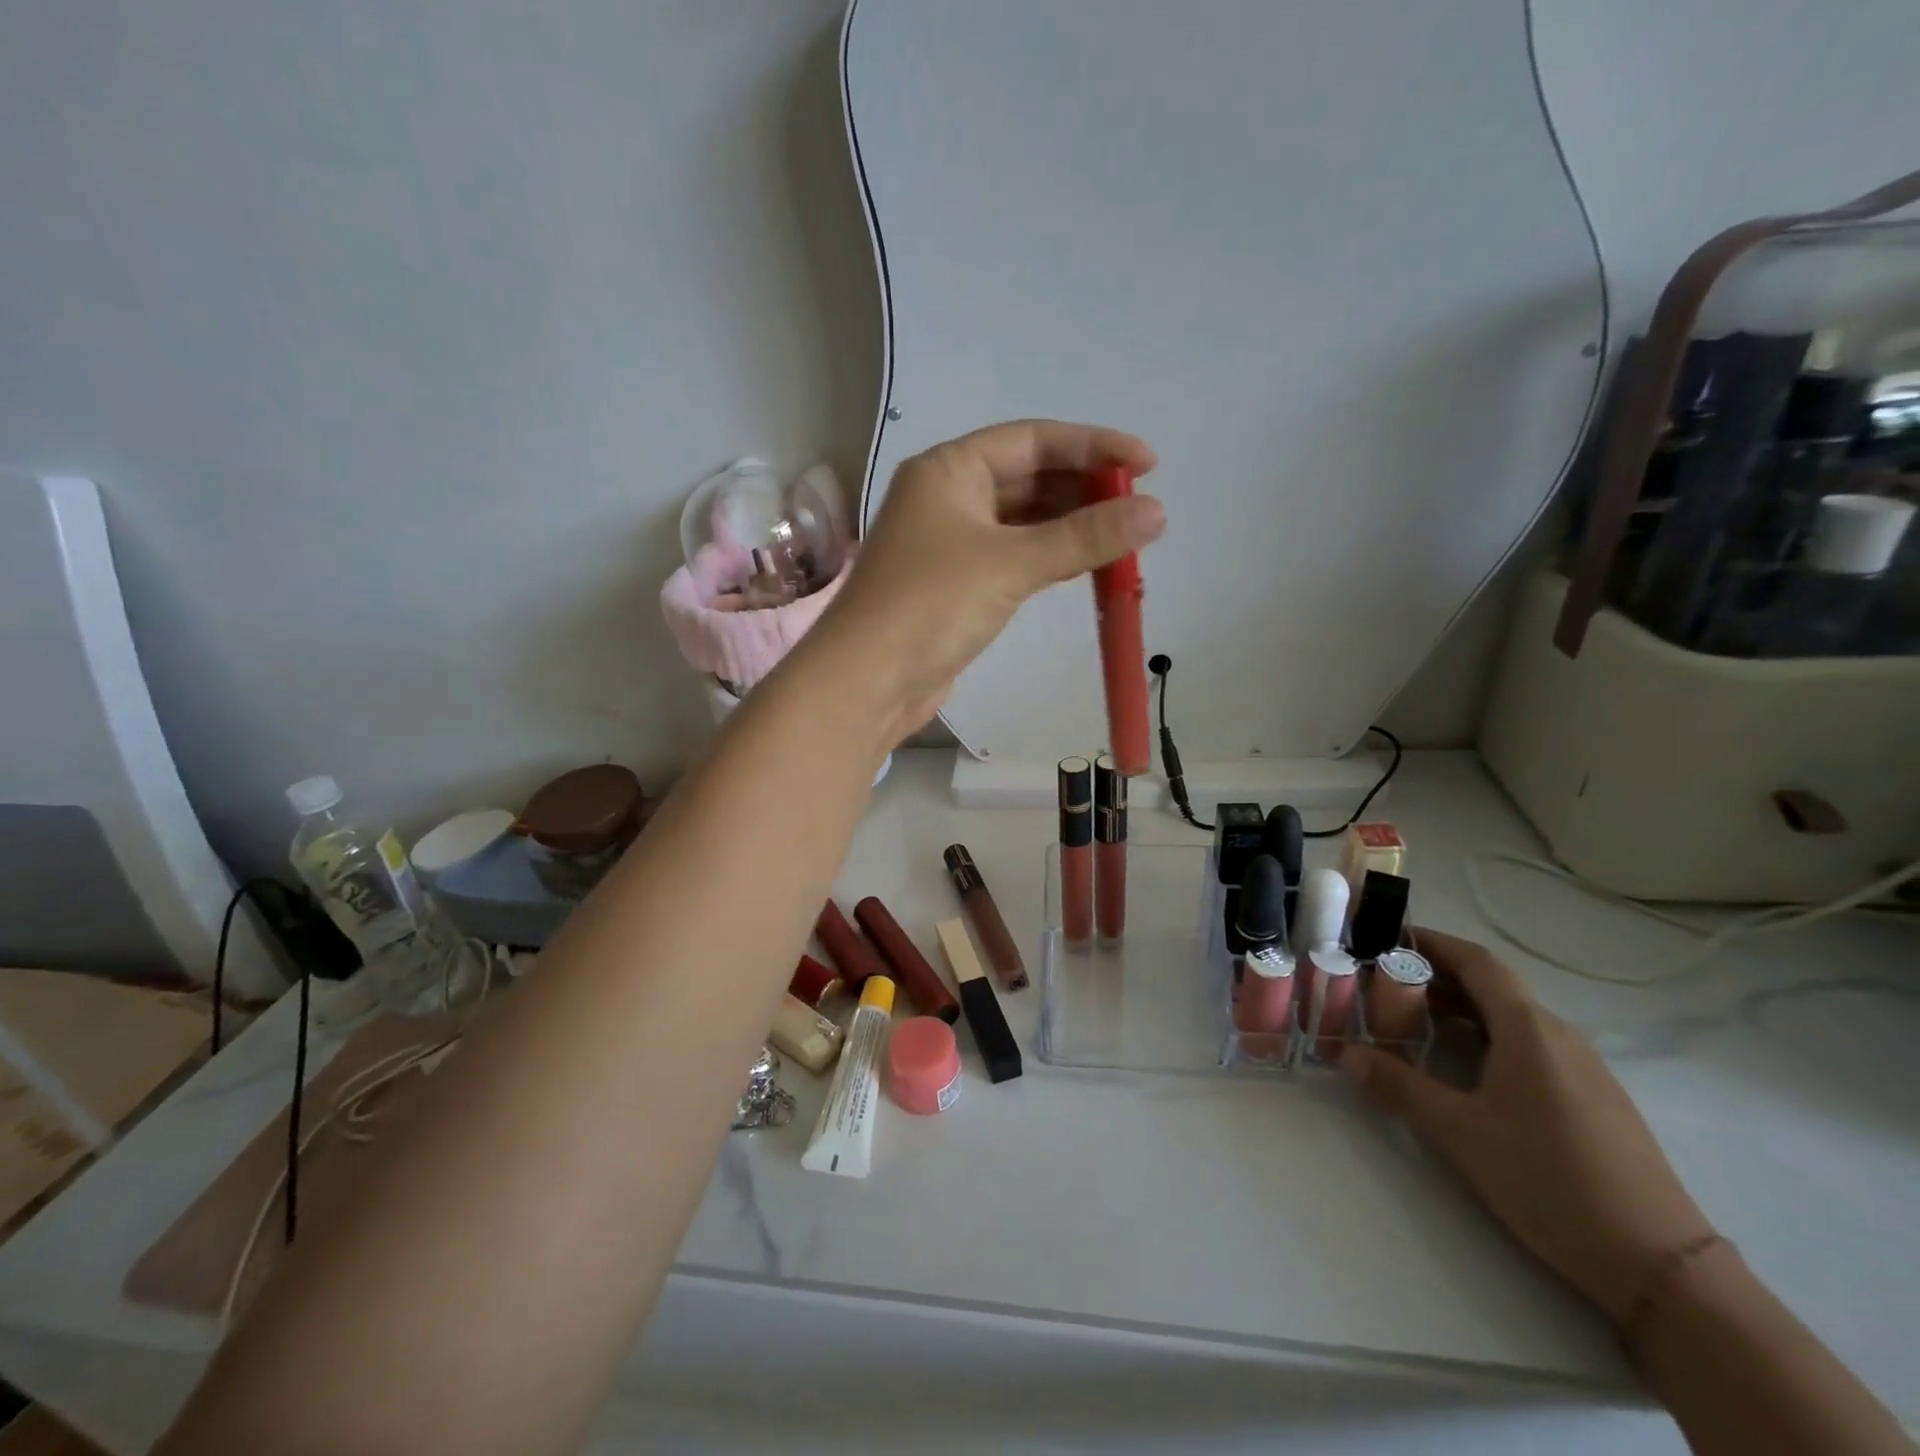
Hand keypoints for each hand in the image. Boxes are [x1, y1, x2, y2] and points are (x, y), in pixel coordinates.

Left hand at [814, 420, 1163, 736]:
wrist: (868, 682)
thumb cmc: (931, 605)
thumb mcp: (1012, 564)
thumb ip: (1084, 536)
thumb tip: (1157, 512)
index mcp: (949, 469)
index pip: (1032, 440)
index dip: (1093, 446)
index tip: (1149, 464)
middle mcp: (948, 497)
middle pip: (1029, 478)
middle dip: (1084, 490)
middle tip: (1140, 508)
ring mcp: (950, 543)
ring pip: (1023, 522)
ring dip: (1071, 528)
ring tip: (1125, 539)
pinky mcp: (957, 585)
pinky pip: (1015, 558)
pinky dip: (1050, 559)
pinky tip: (1086, 566)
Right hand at [1341, 929, 1716, 1326]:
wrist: (1661, 1266)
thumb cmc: (1549, 1179)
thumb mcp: (1460, 1132)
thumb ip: (1399, 1086)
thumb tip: (1346, 1054)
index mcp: (1529, 1030)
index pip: (1478, 962)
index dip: (1433, 943)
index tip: (1389, 937)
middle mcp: (1559, 1037)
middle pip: (1493, 988)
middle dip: (1437, 978)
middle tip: (1384, 985)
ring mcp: (1583, 1070)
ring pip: (1511, 1019)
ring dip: (1461, 1011)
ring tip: (1413, 1023)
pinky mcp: (1594, 1101)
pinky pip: (1530, 1048)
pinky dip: (1487, 1039)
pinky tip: (1464, 1069)